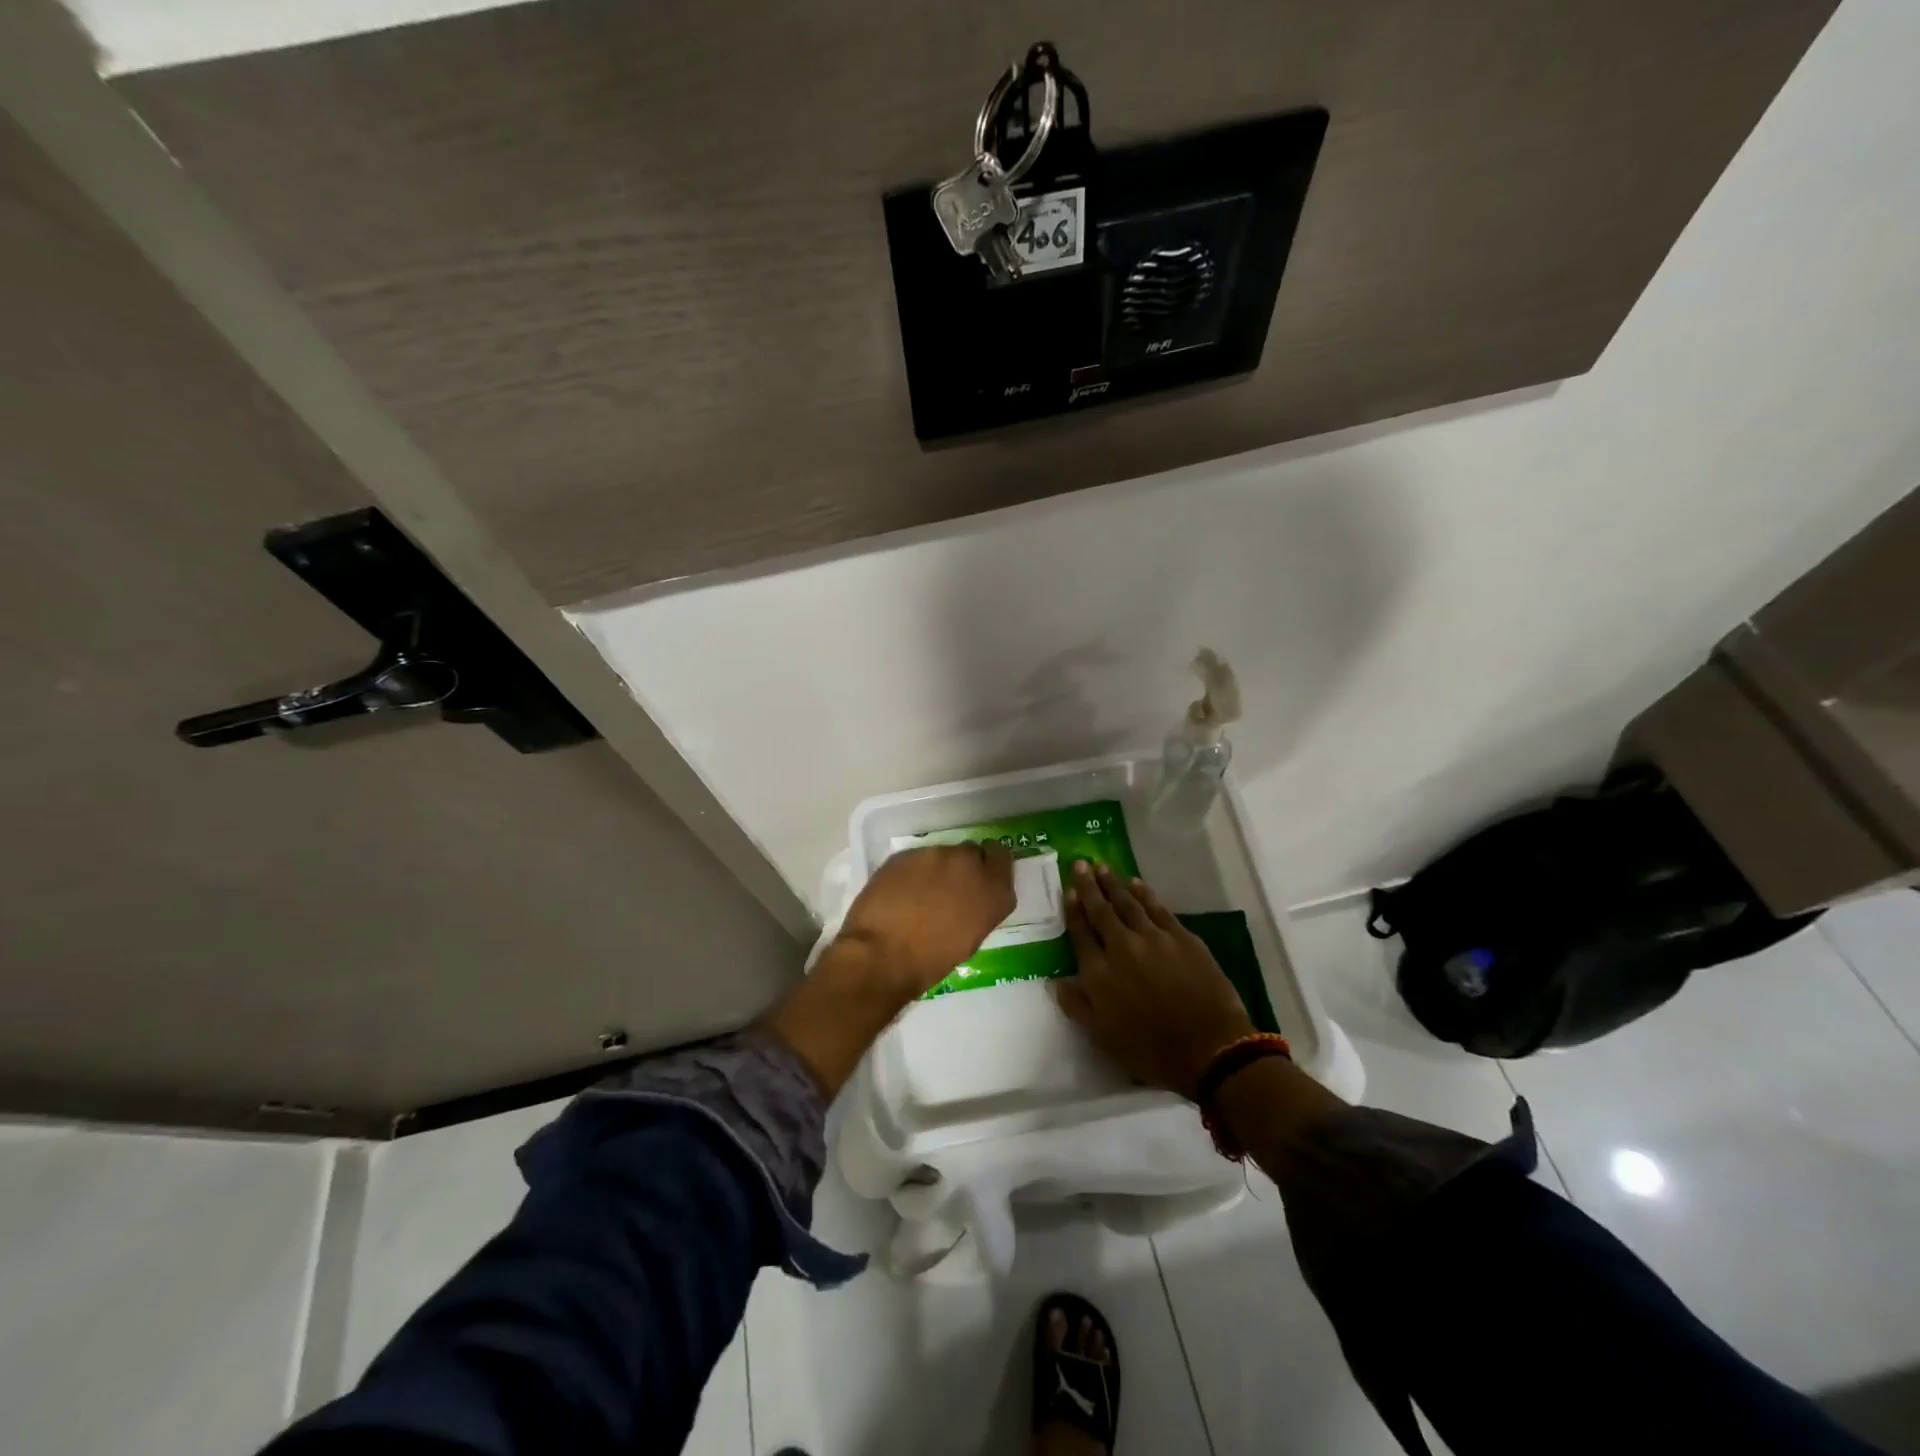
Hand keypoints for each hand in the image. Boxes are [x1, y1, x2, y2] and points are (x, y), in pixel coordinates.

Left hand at [761, 843, 1014, 1097]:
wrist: (881, 955)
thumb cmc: (930, 962)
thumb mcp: (970, 938)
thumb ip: (979, 908)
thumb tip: (971, 899)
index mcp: (993, 891)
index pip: (1002, 858)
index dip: (990, 866)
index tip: (980, 877)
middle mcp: (968, 864)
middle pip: (971, 852)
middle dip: (963, 867)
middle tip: (948, 890)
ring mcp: (935, 855)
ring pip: (942, 854)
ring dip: (937, 869)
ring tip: (920, 894)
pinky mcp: (905, 854)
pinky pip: (916, 859)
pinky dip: (912, 872)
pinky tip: (900, 893)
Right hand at [1055, 862, 1254, 1099]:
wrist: (1210, 1048)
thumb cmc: (1150, 1050)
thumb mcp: (1103, 1037)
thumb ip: (1077, 1005)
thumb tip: (1055, 981)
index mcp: (1098, 972)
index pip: (1080, 932)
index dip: (1073, 909)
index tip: (1069, 890)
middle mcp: (1121, 946)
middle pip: (1101, 910)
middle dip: (1089, 886)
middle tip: (1080, 864)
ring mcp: (1153, 937)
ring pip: (1128, 903)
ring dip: (1114, 884)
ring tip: (1103, 868)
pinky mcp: (1181, 937)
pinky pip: (1157, 908)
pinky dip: (1145, 893)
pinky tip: (1137, 884)